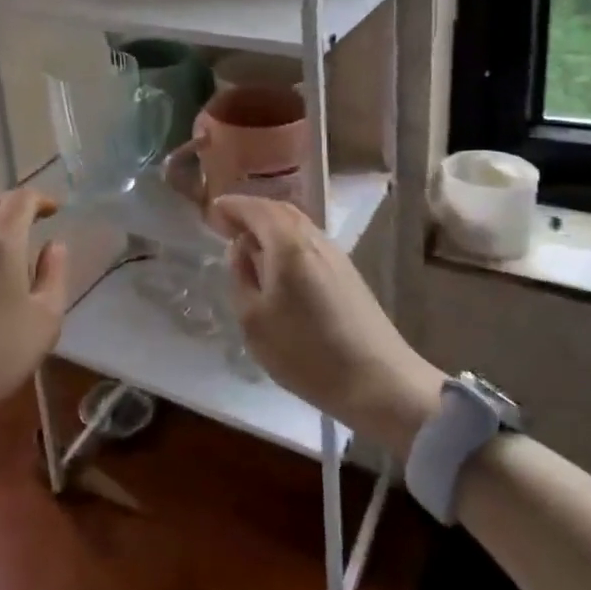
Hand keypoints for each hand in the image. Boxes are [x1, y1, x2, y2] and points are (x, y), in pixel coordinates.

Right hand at [211, 196, 442, 443]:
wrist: (379, 383)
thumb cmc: (306, 352)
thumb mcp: (253, 319)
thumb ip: (241, 276)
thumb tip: (241, 249)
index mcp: (287, 243)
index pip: (255, 208)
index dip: (231, 206)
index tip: (211, 210)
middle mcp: (313, 239)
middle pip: (279, 210)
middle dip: (251, 212)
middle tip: (226, 223)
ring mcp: (335, 255)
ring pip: (297, 225)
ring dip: (270, 226)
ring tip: (249, 243)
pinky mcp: (348, 274)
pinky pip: (308, 242)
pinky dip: (286, 241)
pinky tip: (278, 264)